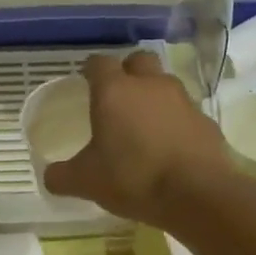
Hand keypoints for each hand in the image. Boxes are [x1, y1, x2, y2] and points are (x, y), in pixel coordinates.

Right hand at [41, 52, 232, 227]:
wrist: (198, 193)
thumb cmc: (133, 178)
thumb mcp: (86, 182)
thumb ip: (63, 176)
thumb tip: (50, 176)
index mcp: (114, 91)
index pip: (99, 63)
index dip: (91, 70)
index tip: (85, 80)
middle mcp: (149, 85)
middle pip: (138, 61)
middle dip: (127, 72)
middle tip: (117, 96)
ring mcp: (182, 100)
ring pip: (164, 84)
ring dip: (153, 96)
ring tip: (143, 123)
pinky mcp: (206, 120)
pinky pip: (184, 112)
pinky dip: (175, 121)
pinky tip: (169, 145)